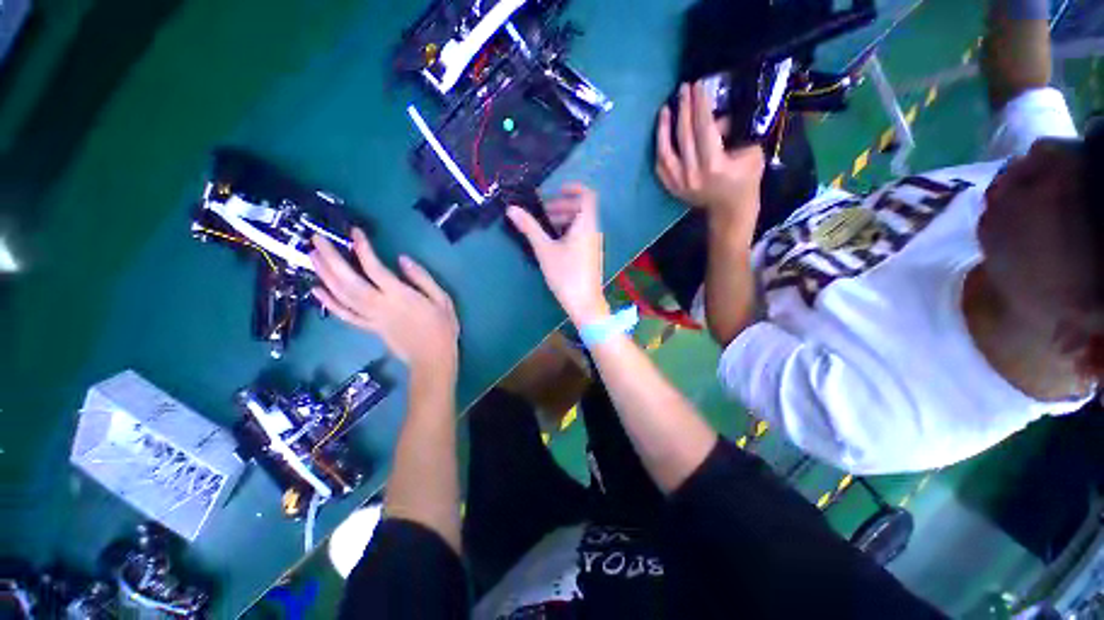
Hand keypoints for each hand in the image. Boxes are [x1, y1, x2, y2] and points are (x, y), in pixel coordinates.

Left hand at [310, 228, 459, 376]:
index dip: (362, 249)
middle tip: (316, 239)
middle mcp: (381, 305)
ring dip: (325, 275)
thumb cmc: (442, 327)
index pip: (375, 268)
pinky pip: (345, 315)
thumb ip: (422, 278)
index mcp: (401, 296)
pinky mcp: (369, 328)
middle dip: (331, 258)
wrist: (433, 358)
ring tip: (312, 255)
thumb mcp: (443, 299)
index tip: (354, 232)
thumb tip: (402, 259)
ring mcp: (371, 318)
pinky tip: (315, 290)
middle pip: (349, 280)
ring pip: (342, 295)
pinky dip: (328, 303)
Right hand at [506, 184, 609, 326]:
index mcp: (586, 225)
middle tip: (543, 212)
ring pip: (581, 223)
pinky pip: (581, 234)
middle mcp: (593, 231)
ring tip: (545, 227)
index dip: (573, 188)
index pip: (587, 195)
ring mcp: (594, 244)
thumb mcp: (545, 250)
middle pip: (582, 208)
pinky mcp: (591, 255)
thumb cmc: (566, 274)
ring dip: (564, 219)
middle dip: (562, 205)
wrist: (585, 303)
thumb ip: (529, 228)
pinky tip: (554, 242)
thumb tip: (512, 209)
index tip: (555, 190)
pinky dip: (568, 231)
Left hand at [655, 82, 765, 213]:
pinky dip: (660, 150)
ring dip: (664, 129)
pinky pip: (660, 167)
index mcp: (714, 166)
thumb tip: (716, 117)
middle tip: (683, 89)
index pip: (703, 128)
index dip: (699, 105)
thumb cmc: (745, 181)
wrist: (729, 210)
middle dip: (683, 109)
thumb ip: (733, 132)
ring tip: (665, 109)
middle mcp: (692, 174)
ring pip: (665, 152)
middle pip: (684, 136)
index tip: (697, 86)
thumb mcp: (750, 153)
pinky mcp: (672, 188)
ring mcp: (678, 183)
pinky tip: (661, 135)